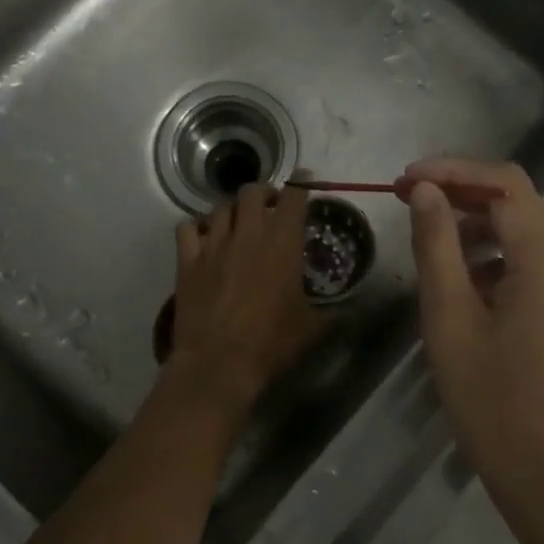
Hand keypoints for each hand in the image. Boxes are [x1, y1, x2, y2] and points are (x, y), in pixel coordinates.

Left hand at [165, 183, 322, 416]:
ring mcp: (213, 245)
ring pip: (221, 207)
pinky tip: (203, 237)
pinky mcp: (187, 261)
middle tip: (270, 205)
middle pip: (252, 192)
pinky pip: (187, 228)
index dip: (301, 184)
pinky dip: (196, 227)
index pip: (294, 197)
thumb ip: (334, 315)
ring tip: (238, 221)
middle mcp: (248, 234)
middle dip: (264, 193)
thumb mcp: (311, 329)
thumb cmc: (271, 344)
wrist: (218, 363)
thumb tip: (355, 313)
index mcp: (282, 244)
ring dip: (233, 209)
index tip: (305, 180)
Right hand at [400, 158, 543, 526]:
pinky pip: (541, 263)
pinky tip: (467, 282)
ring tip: (430, 243)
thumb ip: (436, 245)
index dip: (451, 171)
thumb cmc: (494, 403)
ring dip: (479, 227)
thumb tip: (424, 191)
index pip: (503, 184)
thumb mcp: (450, 319)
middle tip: (406, 202)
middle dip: (461, 195)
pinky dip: (501, 258)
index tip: (404, 180)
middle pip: (518, 203)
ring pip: (529, 233)